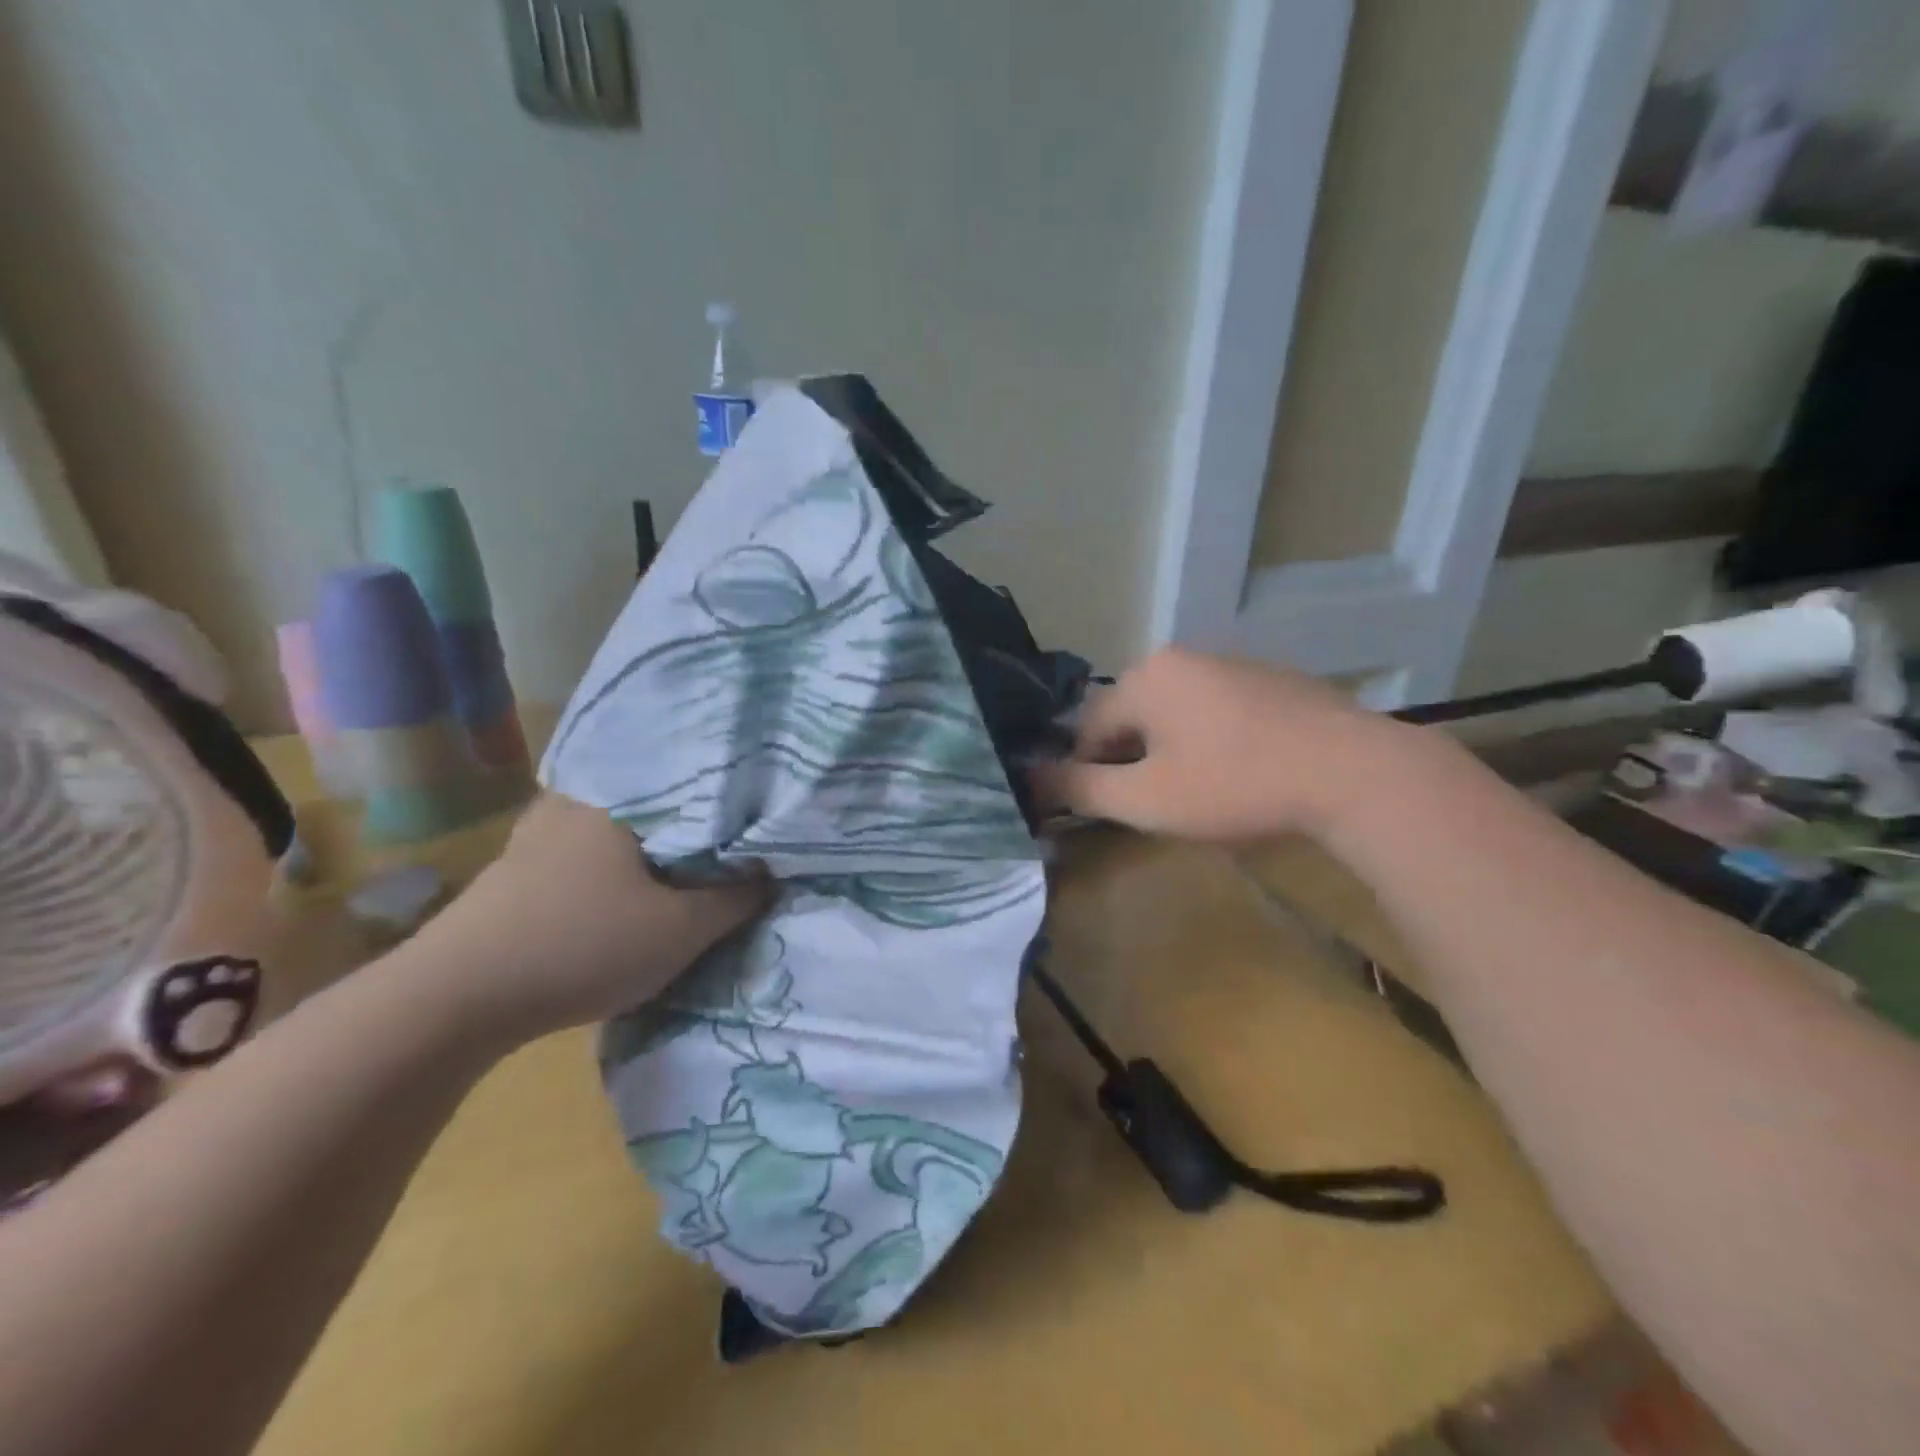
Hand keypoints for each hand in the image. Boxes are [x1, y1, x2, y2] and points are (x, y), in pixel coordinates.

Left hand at [407, 792, 769, 1043]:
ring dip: (647, 844)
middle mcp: (574, 801)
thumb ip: (734, 900)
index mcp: (618, 801)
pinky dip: (611, 861)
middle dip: (688, 821)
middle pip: (651, 801)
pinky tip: (622, 886)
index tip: (756, 819)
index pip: (691, 781)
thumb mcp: (680, 931)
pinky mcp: (515, 867)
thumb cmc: (581, 947)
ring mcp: (536, 832)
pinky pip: (582, 848)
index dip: (729, 801)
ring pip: (613, 826)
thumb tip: (767, 874)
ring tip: (681, 864)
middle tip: (723, 843)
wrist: (453, 1000)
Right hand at [1036, 649, 1410, 841]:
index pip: (1088, 727)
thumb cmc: (1235, 785)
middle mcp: (1183, 658)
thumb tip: (1028, 776)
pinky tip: (1237, 772)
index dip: (1087, 772)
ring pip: (1174, 713)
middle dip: (1131, 760)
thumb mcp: (1147, 799)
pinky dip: (1209, 739)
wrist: (1354, 773)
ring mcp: (1232, 664)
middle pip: (1131, 716)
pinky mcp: (1271, 680)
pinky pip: (1216, 710)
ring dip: (1169, 751)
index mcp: (1146, 677)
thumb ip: (1081, 788)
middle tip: (1153, 805)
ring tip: (1195, 793)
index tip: (1106, 809)